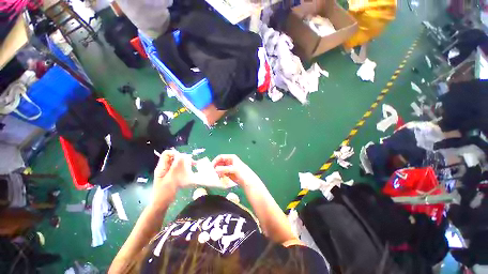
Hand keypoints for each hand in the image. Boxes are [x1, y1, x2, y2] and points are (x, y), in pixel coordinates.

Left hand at [152, 151, 195, 206]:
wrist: (161, 204)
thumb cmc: (164, 192)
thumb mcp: (170, 179)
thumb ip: (175, 167)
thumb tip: (182, 155)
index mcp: (161, 167)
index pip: (167, 154)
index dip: (175, 153)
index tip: (184, 158)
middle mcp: (165, 167)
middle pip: (173, 157)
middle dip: (183, 158)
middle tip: (191, 162)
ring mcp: (169, 172)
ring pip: (177, 163)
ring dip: (185, 163)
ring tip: (193, 165)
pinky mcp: (173, 176)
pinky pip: (179, 168)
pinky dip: (185, 168)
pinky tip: (191, 171)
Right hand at [212, 154, 261, 187]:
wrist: (248, 181)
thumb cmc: (242, 172)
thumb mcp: (233, 169)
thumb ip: (224, 169)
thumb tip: (215, 169)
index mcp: (231, 157)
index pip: (220, 157)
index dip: (215, 161)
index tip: (211, 167)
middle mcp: (229, 161)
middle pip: (219, 162)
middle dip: (215, 167)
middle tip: (211, 172)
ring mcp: (228, 167)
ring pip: (220, 168)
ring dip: (217, 171)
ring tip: (215, 176)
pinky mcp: (228, 173)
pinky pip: (222, 173)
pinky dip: (219, 175)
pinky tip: (219, 178)